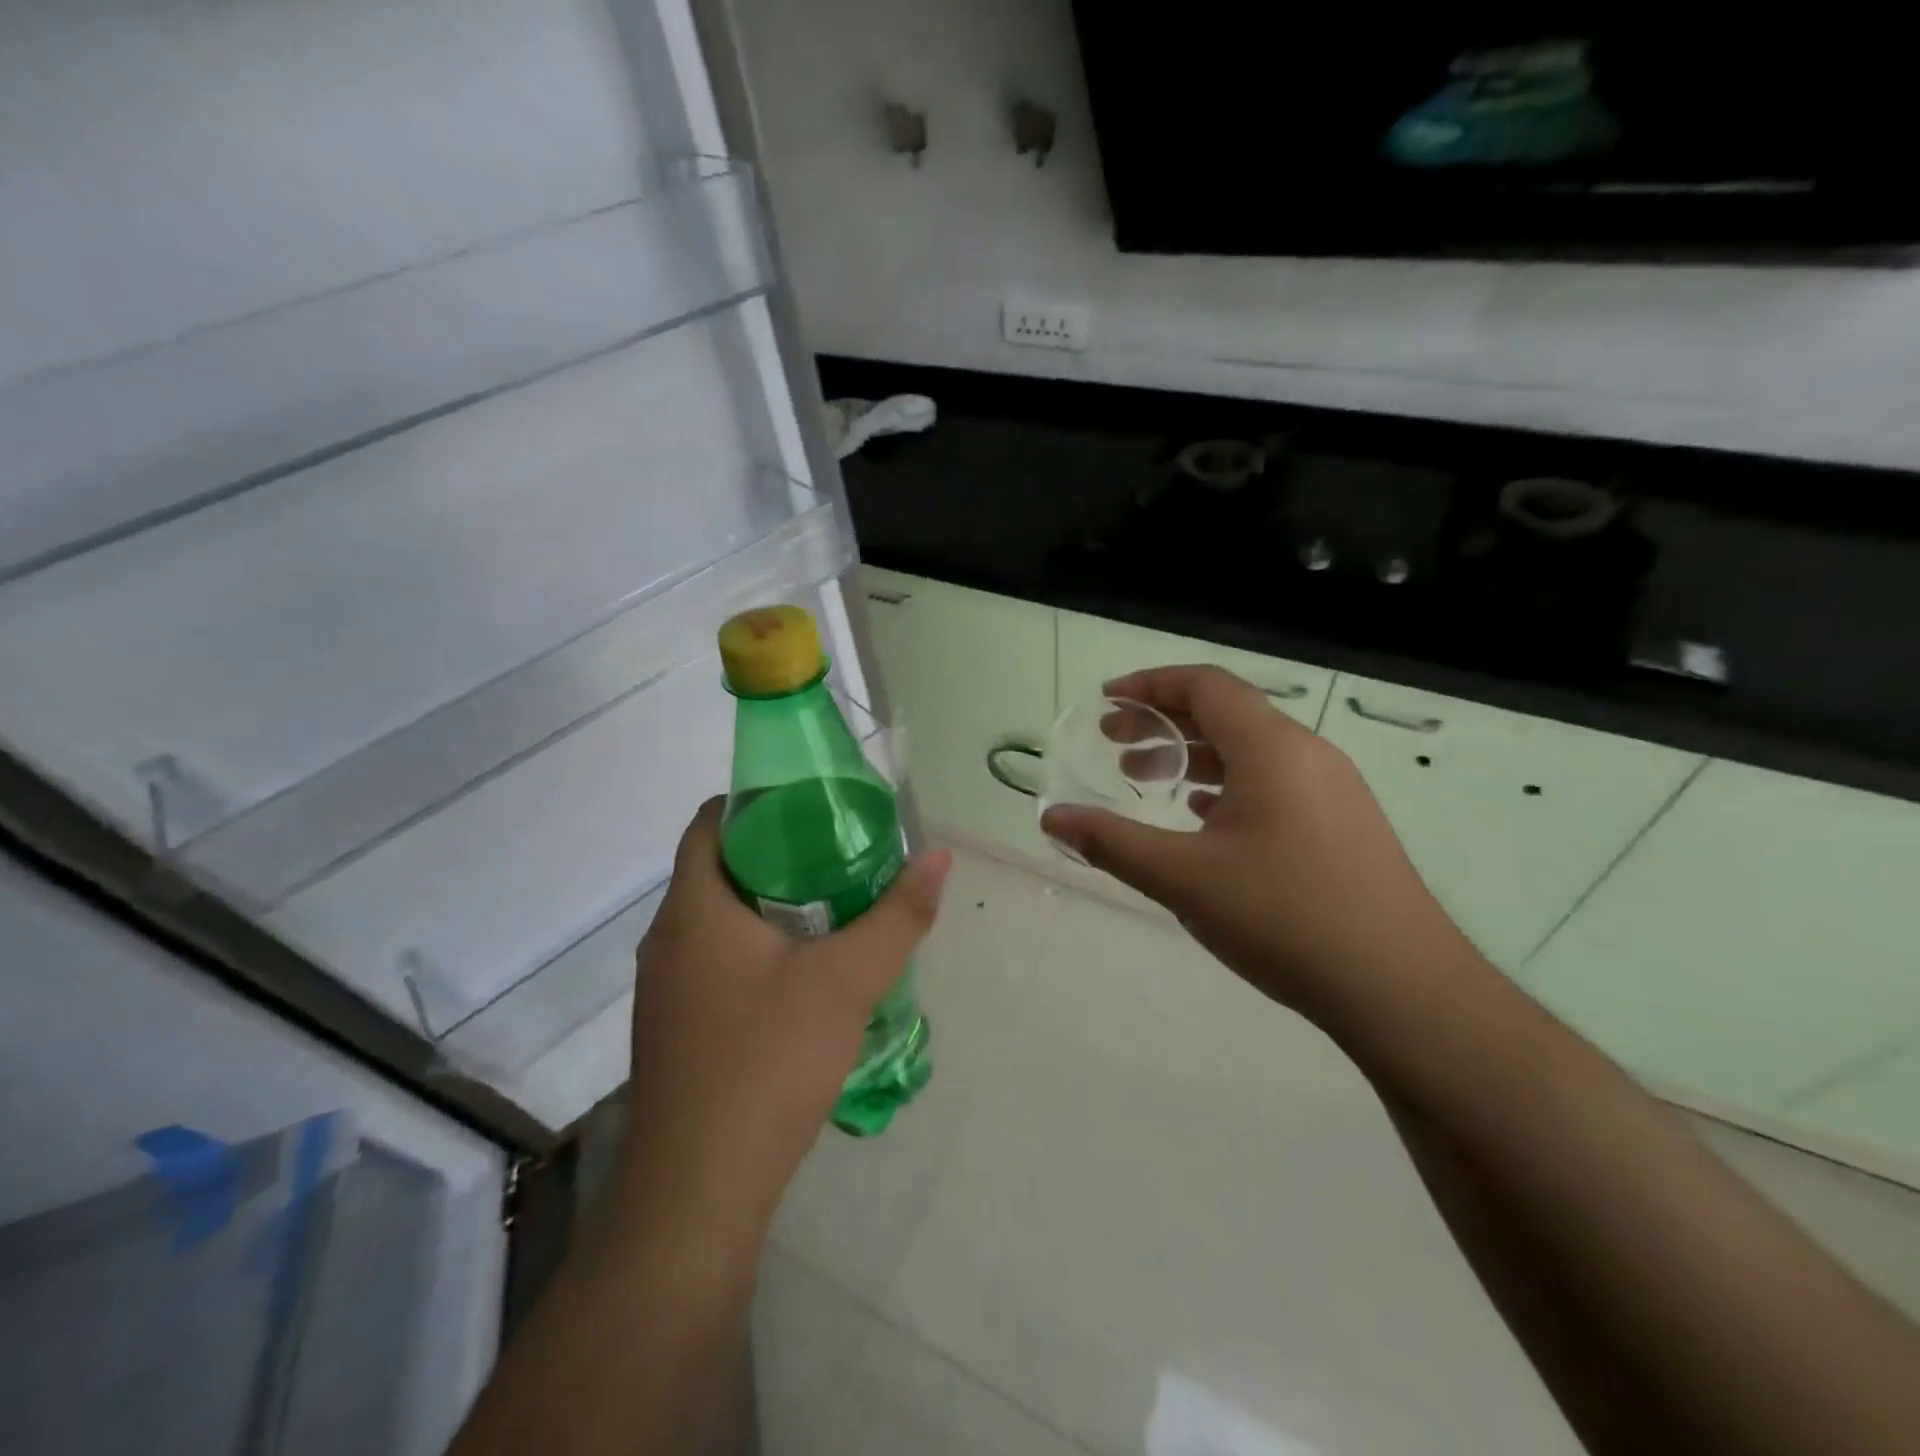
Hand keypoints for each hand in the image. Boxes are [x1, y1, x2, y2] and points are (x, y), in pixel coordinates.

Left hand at [614, 797, 949, 1242]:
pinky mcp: (675, 1028)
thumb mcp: (846, 981)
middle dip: (780, 852)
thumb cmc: (766, 1063)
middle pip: (719, 867)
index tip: (816, 805)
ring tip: (835, 906)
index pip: (711, 821)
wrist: (695, 1194)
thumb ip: (898, 916)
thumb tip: (938, 856)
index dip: (760, 801)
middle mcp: (667, 939)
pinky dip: (757, 947)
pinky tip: (804, 975)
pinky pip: (715, 961)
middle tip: (843, 852)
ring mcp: (664, 989)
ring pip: (719, 919)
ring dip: (771, 904)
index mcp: (694, 908)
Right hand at [1040, 665, 1466, 1019]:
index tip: (1106, 703)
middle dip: (1163, 721)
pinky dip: (1227, 785)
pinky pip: (1274, 783)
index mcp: (1272, 748)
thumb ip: (1111, 842)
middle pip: (1226, 713)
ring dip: (1193, 756)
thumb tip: (1051, 818)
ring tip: (1147, 781)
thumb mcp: (1183, 878)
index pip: (1205, 685)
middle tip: (1113, 744)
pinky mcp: (1343, 826)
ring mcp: (1332, 790)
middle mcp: (1307, 754)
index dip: (1149, 685)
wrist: (1402, 989)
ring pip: (1250, 751)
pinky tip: (1203, 820)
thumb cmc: (1285, 917)